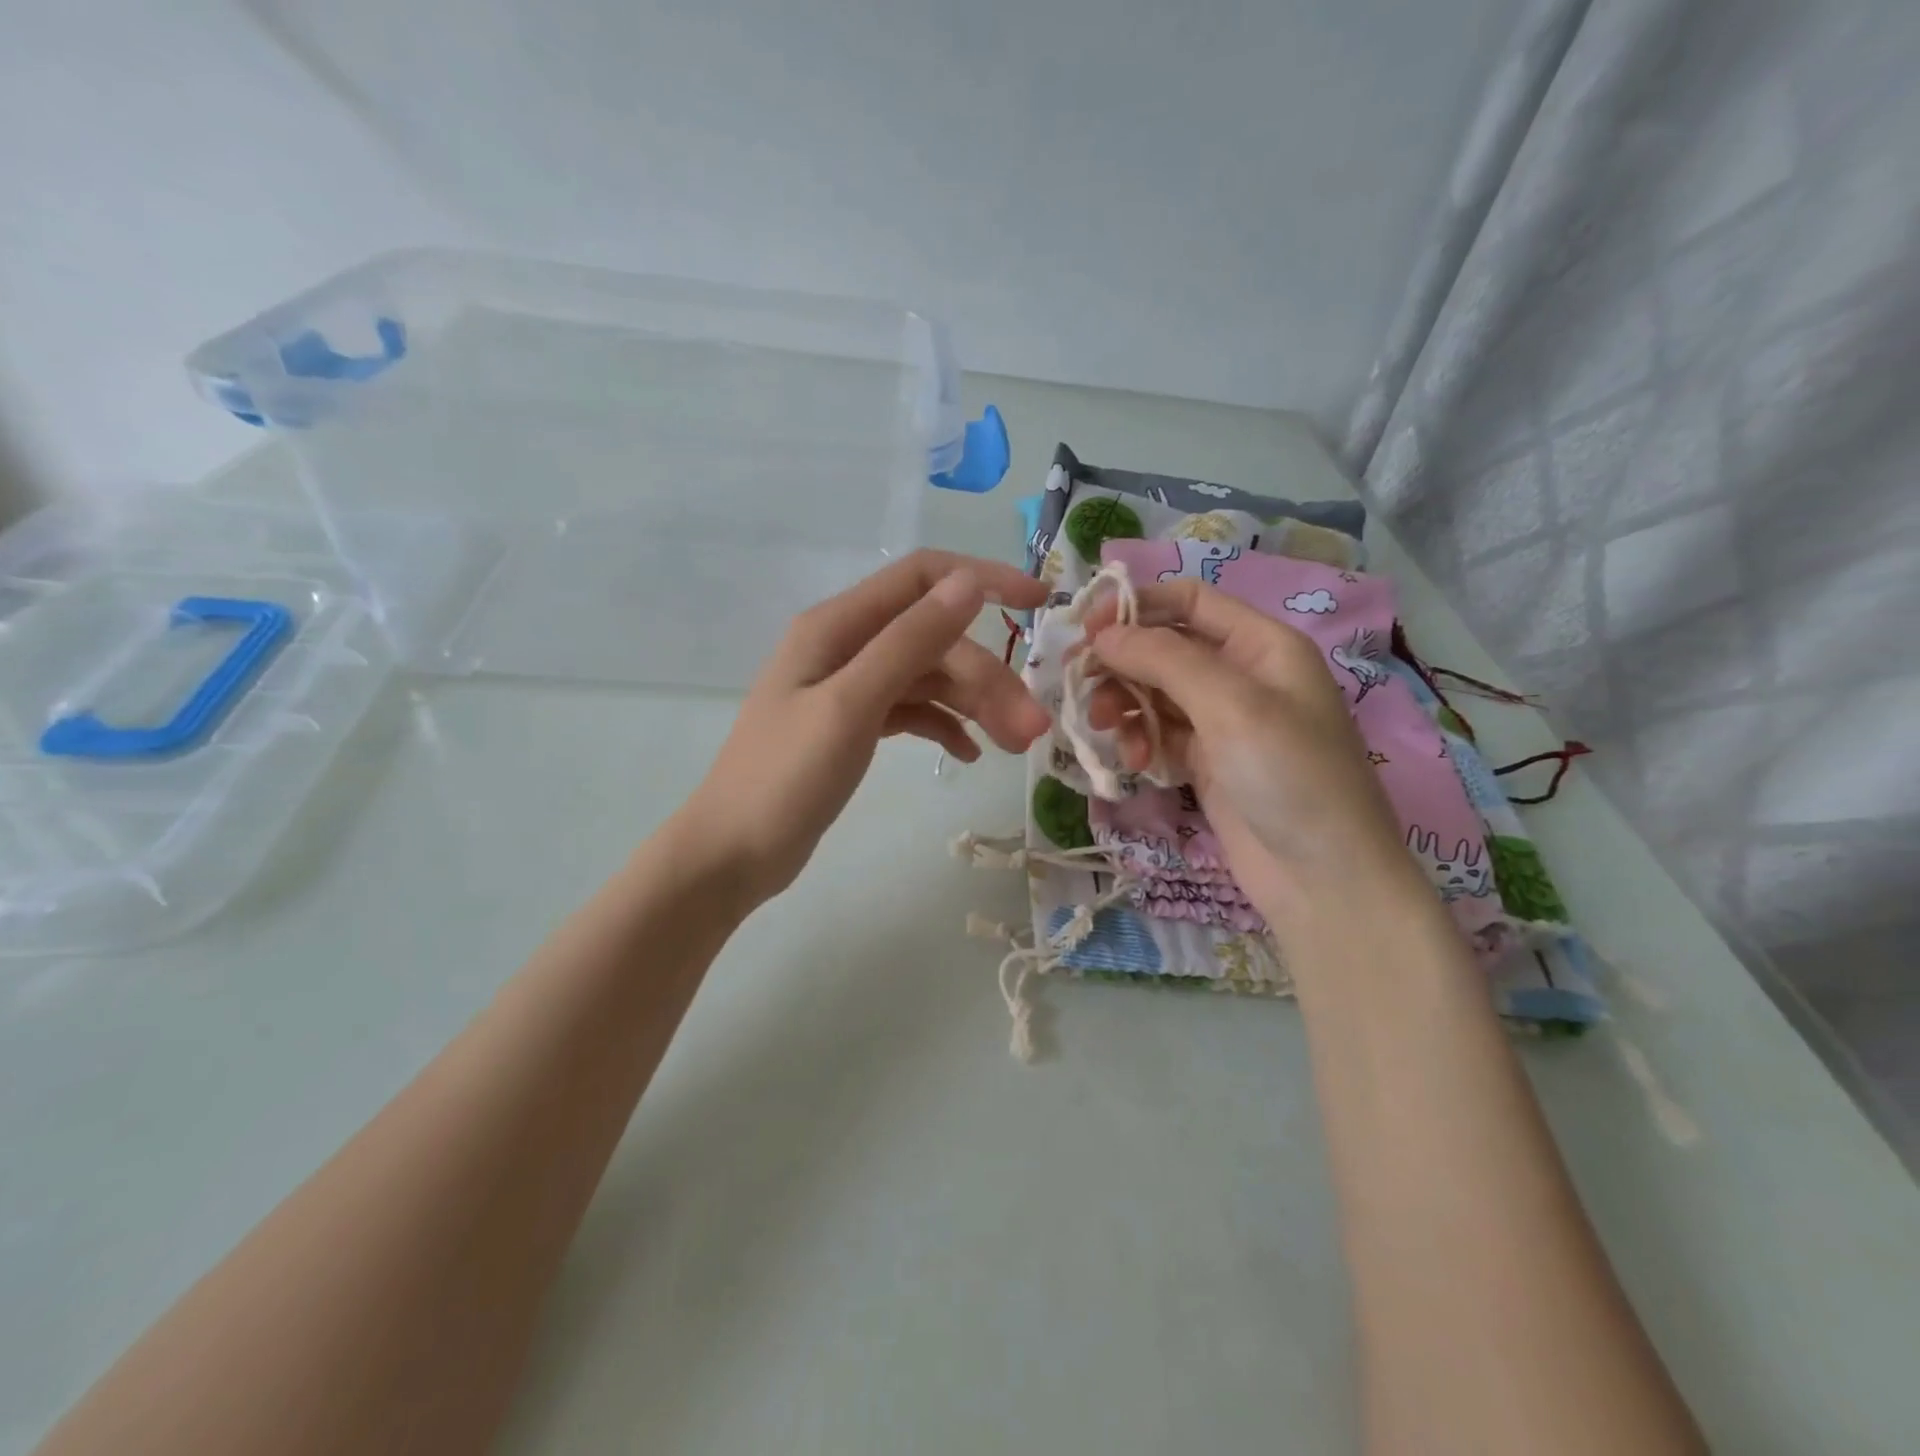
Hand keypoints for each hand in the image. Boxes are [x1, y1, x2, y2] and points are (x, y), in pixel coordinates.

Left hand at [675, 551, 1048, 904]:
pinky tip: (969, 754)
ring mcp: (851, 687)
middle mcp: (846, 646)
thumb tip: (968, 584)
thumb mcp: (851, 705)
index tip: (1039, 604)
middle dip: (987, 676)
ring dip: (974, 704)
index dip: (982, 580)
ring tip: (1013, 745)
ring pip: (929, 677)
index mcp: (837, 626)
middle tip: (1030, 728)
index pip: (922, 578)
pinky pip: (913, 710)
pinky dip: (944, 725)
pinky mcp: (855, 725)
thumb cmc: (785, 778)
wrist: (733, 854)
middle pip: (935, 640)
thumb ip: (909, 642)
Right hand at [1086, 578, 1422, 929]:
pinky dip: (1140, 740)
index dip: (1137, 604)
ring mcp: (1222, 721)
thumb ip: (1164, 659)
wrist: (1323, 879)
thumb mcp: (1231, 706)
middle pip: (1164, 647)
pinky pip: (1159, 733)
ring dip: (1123, 704)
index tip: (1085, 628)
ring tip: (1101, 727)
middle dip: (1121, 661)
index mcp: (1262, 645)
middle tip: (1078, 682)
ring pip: (1154, 692)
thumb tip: (1103, 633)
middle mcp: (1241, 675)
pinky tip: (1135, 763)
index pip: (1190, 600)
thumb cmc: (1290, 776)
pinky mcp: (1206, 761)